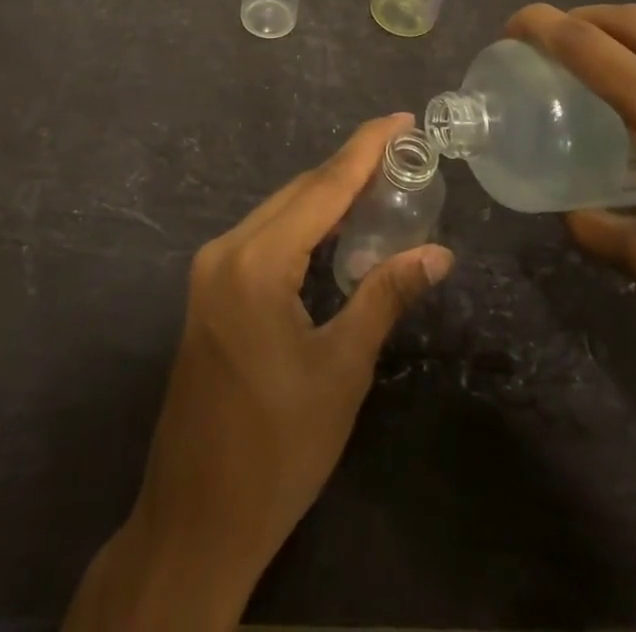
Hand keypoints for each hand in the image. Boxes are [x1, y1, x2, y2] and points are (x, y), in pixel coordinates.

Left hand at [63, 113, 454, 630]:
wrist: (197, 517)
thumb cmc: (278, 448)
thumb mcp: (342, 369)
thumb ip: (385, 295)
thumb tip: (438, 252)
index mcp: (256, 261)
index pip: (323, 187)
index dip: (366, 149)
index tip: (402, 119)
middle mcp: (226, 250)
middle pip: (298, 193)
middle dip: (350, 168)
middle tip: (402, 151)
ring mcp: (210, 271)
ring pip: (279, 212)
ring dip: (327, 196)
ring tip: (380, 181)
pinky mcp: (209, 292)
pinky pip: (263, 238)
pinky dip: (302, 226)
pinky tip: (334, 229)